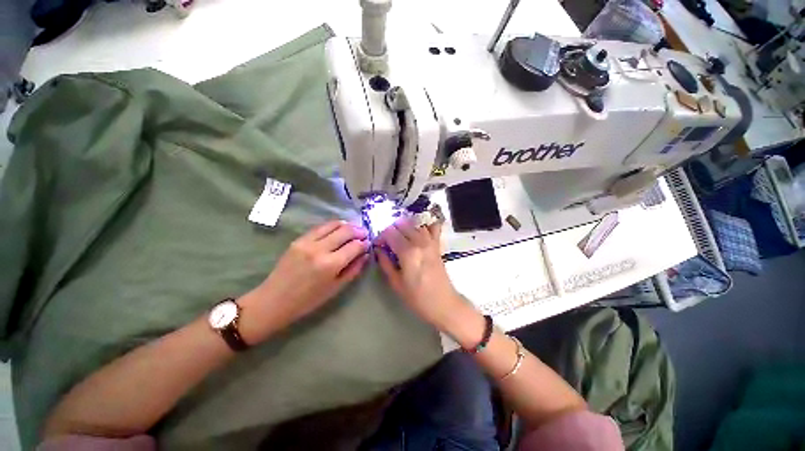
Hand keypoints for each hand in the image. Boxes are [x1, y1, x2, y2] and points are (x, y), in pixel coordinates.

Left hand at [239, 220, 369, 342]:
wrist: (274, 300)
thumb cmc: (308, 300)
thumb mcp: (336, 288)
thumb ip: (353, 269)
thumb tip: (365, 254)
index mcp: (331, 265)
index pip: (355, 246)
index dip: (365, 243)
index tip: (368, 244)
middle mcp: (320, 249)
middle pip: (346, 231)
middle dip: (359, 231)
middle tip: (364, 234)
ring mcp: (307, 242)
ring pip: (334, 224)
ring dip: (347, 225)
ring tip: (353, 229)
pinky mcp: (299, 239)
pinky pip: (320, 227)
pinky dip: (333, 226)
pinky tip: (338, 229)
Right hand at [375, 217, 467, 330]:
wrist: (443, 303)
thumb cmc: (417, 297)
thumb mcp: (396, 283)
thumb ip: (386, 263)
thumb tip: (378, 250)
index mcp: (408, 252)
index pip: (390, 233)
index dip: (381, 237)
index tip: (378, 245)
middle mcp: (419, 241)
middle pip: (401, 224)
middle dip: (391, 230)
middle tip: (387, 242)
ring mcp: (430, 241)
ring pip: (415, 223)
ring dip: (405, 226)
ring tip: (400, 237)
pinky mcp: (437, 244)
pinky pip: (432, 227)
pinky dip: (425, 224)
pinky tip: (418, 229)